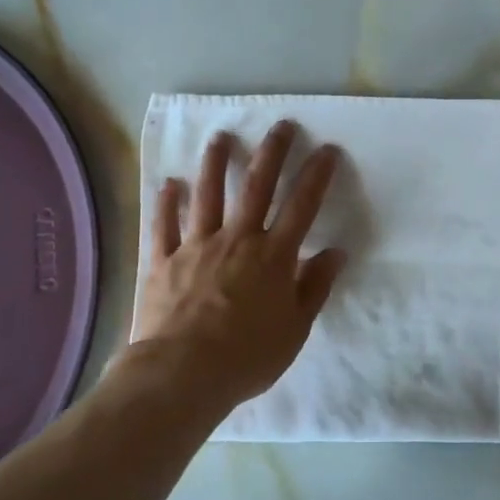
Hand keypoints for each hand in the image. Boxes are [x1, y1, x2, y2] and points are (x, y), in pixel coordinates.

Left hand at [127, 120, 347, 408]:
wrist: (182, 374)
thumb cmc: (247, 356)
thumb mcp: (295, 328)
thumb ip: (315, 287)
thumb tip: (336, 252)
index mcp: (274, 256)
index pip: (302, 206)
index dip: (316, 175)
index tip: (326, 149)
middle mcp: (237, 240)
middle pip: (257, 186)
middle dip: (272, 152)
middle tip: (281, 125)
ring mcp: (197, 246)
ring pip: (208, 194)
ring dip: (216, 163)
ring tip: (221, 137)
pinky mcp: (163, 260)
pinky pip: (164, 224)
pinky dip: (167, 202)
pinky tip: (170, 183)